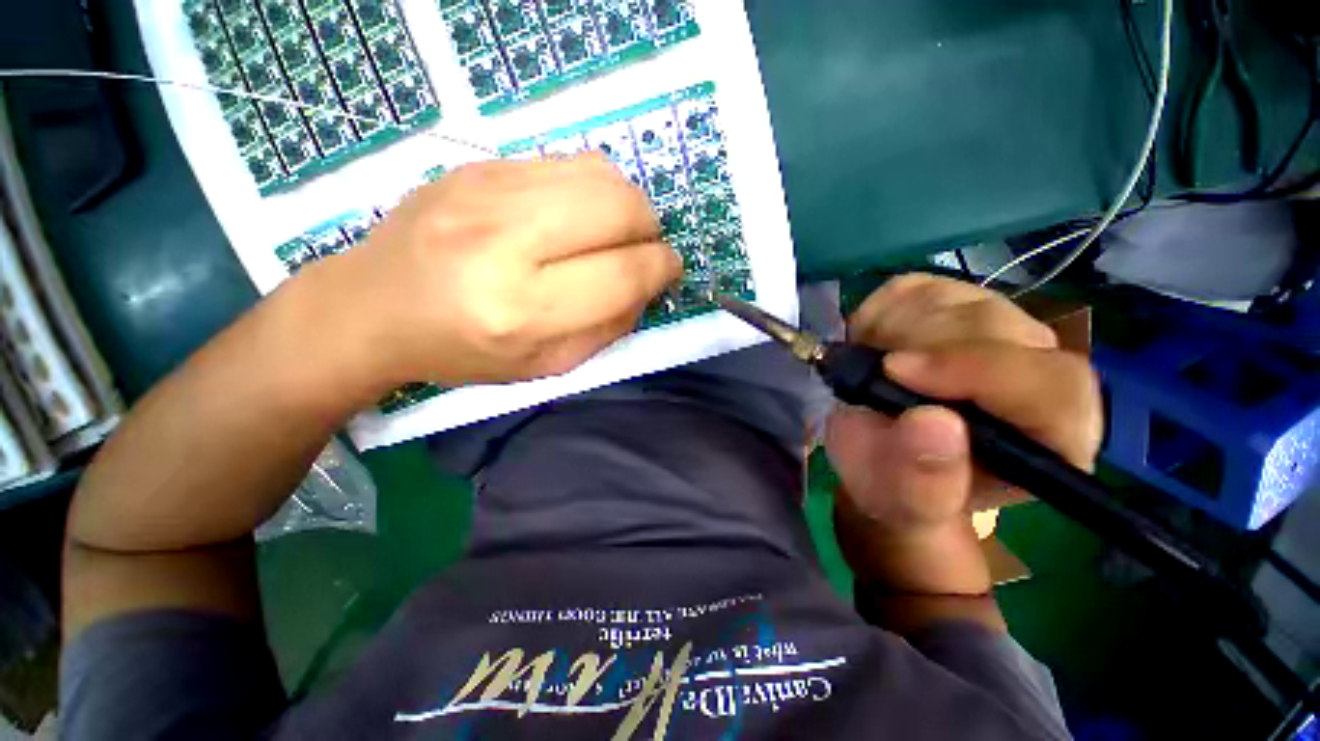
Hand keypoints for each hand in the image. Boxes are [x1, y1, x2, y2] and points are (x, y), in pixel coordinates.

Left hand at [320, 154, 680, 387]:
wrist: (373, 306)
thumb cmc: (464, 350)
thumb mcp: (547, 364)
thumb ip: (609, 327)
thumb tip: (647, 283)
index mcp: (522, 309)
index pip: (623, 272)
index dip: (661, 267)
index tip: (669, 270)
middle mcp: (505, 241)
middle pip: (619, 208)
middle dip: (650, 229)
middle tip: (643, 248)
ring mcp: (487, 190)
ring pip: (601, 174)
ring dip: (627, 204)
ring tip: (615, 231)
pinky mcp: (478, 165)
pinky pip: (568, 161)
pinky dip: (594, 188)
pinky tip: (579, 214)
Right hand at [825, 275, 1102, 594]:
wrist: (883, 458)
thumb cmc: (902, 488)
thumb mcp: (905, 503)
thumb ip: (924, 480)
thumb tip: (932, 422)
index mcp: (1050, 437)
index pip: (1052, 385)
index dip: (979, 369)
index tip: (896, 372)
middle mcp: (1036, 373)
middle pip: (997, 327)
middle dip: (917, 346)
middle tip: (870, 374)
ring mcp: (995, 330)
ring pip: (953, 299)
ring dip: (891, 330)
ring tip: (869, 369)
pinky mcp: (951, 305)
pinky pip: (914, 289)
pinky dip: (876, 314)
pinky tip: (869, 346)